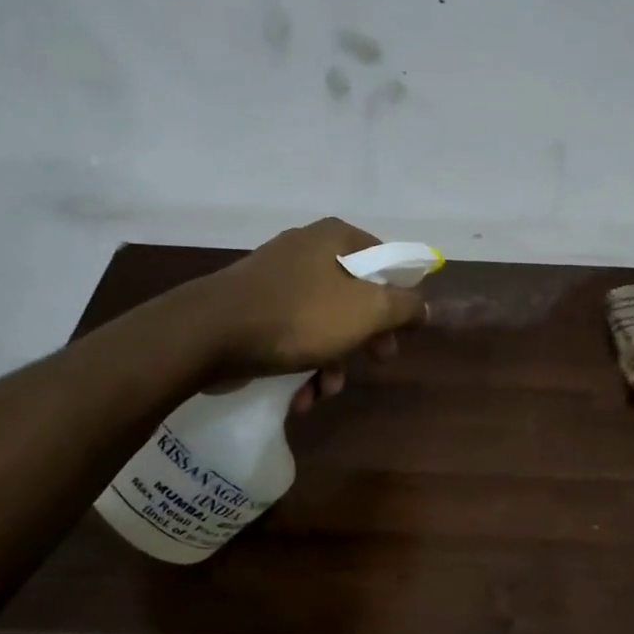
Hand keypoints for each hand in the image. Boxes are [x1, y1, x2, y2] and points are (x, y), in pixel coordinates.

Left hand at [193, 217, 426, 406]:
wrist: (208, 334)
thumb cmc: (298, 316)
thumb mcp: (366, 311)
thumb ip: (404, 307)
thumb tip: (424, 307)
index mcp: (335, 238)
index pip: (385, 260)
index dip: (400, 298)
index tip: (401, 332)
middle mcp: (307, 250)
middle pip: (356, 295)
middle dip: (365, 339)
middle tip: (376, 361)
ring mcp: (277, 278)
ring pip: (324, 321)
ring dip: (332, 362)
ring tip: (324, 391)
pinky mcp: (254, 307)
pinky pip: (293, 333)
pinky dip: (302, 363)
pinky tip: (298, 395)